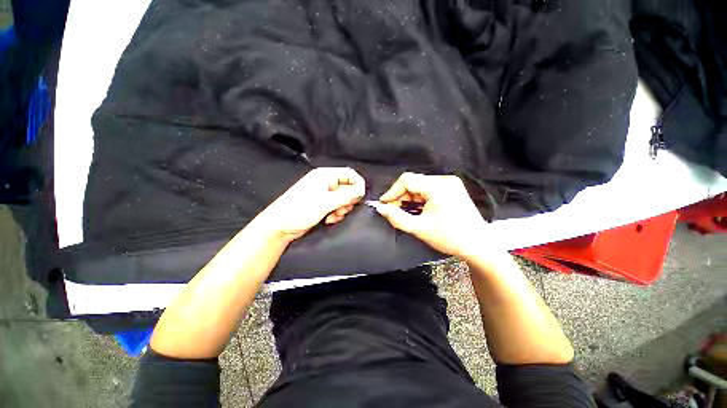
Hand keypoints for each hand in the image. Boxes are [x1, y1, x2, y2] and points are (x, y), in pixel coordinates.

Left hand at [252, 167, 365, 243]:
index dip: (357, 185)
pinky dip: (337, 213)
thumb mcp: (326, 202)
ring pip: (344, 199)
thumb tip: (362, 190)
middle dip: (348, 201)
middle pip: (348, 187)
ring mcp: (323, 194)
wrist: (280, 226)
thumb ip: (346, 195)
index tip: (358, 198)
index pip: (349, 174)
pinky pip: (337, 206)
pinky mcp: (322, 204)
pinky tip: (330, 219)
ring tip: (334, 216)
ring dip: (342, 209)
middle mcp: (325, 183)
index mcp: (325, 176)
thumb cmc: (298, 210)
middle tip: (342, 209)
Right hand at [372, 172, 489, 258]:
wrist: (478, 246)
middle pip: (414, 182)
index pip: (407, 180)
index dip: (392, 191)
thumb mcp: (419, 228)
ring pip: (421, 185)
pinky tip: (418, 210)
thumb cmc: (449, 238)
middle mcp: (445, 180)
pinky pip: (429, 189)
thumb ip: (396, 217)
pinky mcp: (453, 189)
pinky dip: (420, 199)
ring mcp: (450, 183)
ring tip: (405, 212)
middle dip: (401, 196)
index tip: (384, 204)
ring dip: (410, 198)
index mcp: (438, 186)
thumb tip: (379, 208)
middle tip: (394, 211)